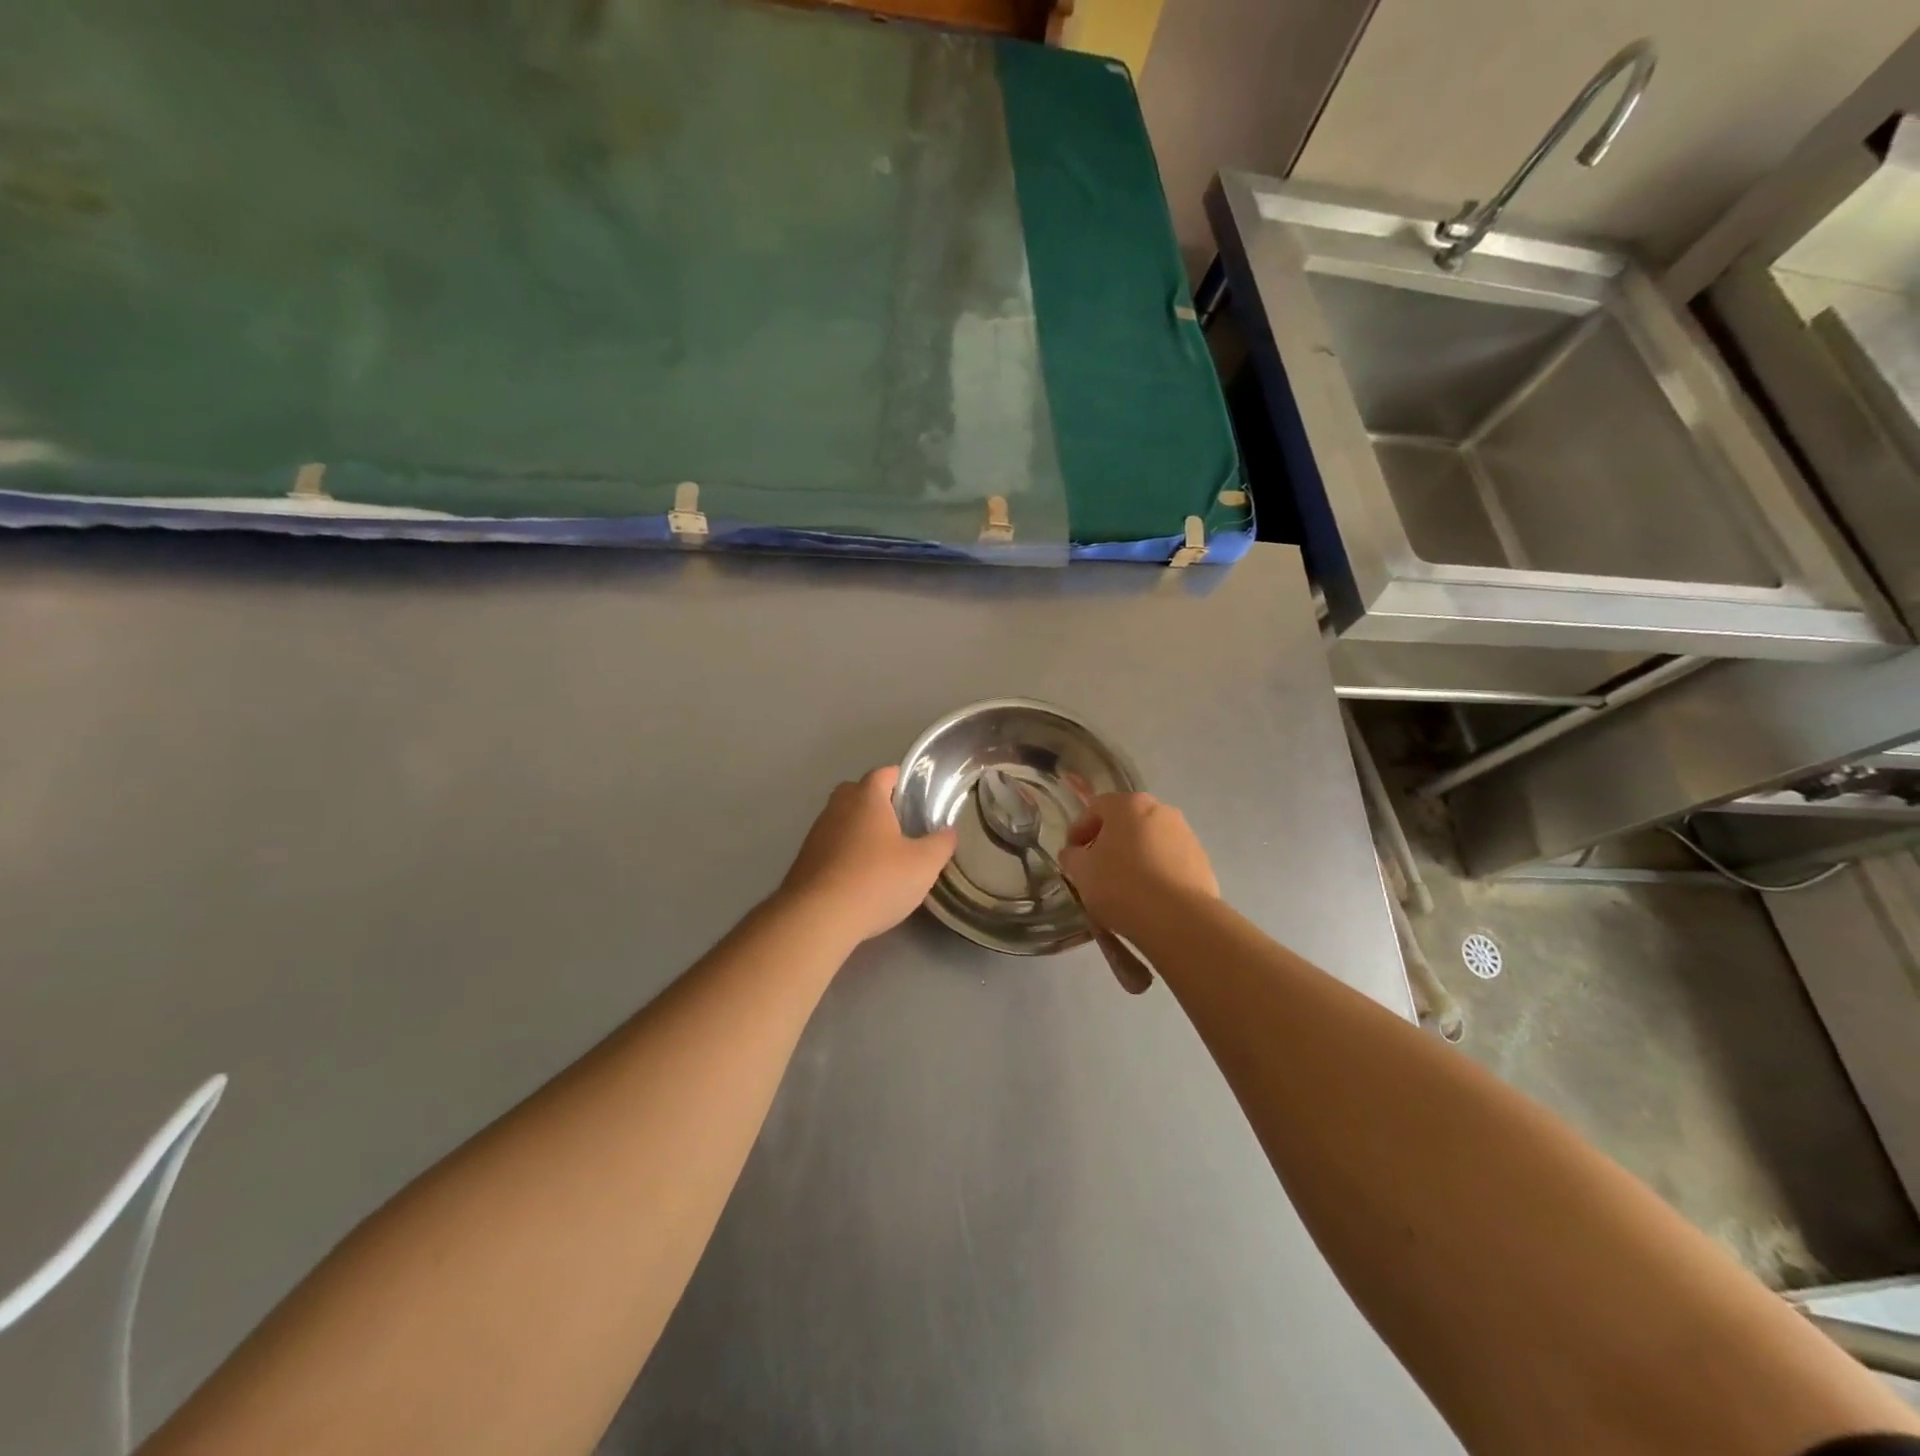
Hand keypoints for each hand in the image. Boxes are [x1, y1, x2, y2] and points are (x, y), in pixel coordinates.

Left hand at [778, 766, 957, 945]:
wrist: (817, 918)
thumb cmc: (876, 881)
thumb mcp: (923, 865)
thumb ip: (941, 844)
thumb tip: (948, 832)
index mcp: (866, 797)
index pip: (885, 773)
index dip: (903, 780)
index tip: (919, 797)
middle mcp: (837, 807)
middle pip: (859, 793)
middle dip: (879, 804)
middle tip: (902, 826)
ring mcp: (816, 833)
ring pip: (843, 821)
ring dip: (860, 831)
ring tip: (883, 856)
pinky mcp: (804, 860)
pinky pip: (831, 847)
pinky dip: (845, 854)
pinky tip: (859, 878)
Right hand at [1058, 793, 1218, 939]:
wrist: (1178, 919)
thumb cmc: (1121, 885)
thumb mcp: (1081, 871)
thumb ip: (1072, 857)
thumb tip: (1074, 853)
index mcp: (1129, 804)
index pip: (1095, 808)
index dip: (1079, 830)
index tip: (1071, 855)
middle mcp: (1161, 810)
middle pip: (1126, 822)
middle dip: (1109, 842)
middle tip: (1096, 869)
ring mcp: (1186, 835)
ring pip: (1150, 841)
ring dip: (1134, 856)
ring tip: (1124, 887)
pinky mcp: (1202, 861)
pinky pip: (1170, 861)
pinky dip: (1156, 872)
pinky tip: (1148, 897)